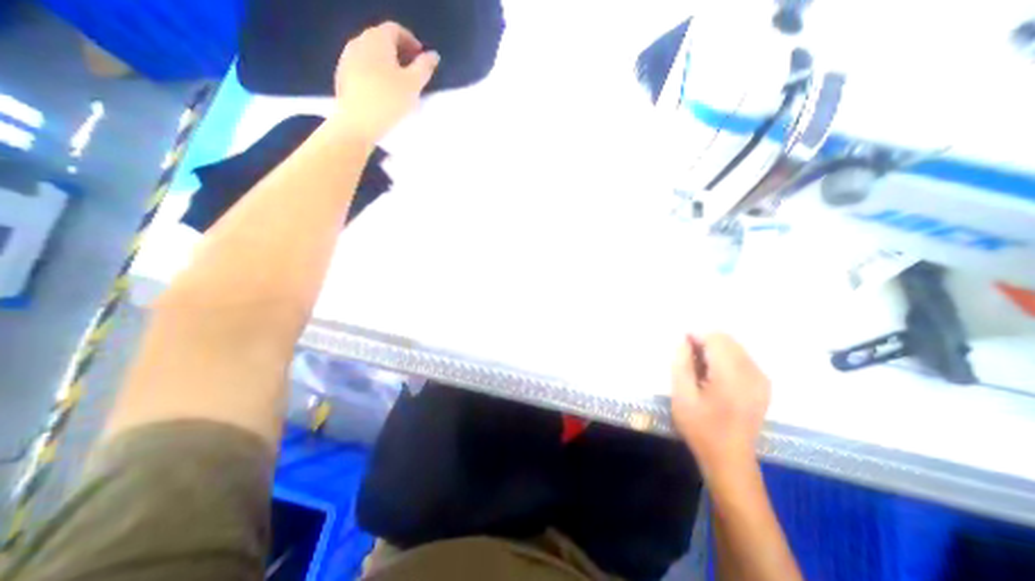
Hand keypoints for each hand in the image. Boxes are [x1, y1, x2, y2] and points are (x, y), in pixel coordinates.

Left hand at [335, 23, 438, 143]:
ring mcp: (347, 59)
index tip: (422, 59)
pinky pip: (362, 68)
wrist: (357, 123)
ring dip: (386, 64)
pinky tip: (382, 93)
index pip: (396, 30)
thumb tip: (433, 55)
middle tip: (413, 72)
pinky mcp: (342, 76)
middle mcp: (359, 42)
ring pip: (371, 55)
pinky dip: (375, 74)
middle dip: (399, 53)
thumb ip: (425, 67)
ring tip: (399, 84)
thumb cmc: (389, 101)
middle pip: (382, 40)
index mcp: (377, 39)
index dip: (411, 41)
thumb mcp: (413, 85)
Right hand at [672, 333, 765, 477]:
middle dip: (705, 343)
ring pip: (735, 347)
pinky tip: (715, 377)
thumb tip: (683, 341)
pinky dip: (726, 359)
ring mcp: (761, 379)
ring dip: (715, 351)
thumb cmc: (700, 428)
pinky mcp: (763, 386)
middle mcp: (752, 373)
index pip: (716, 339)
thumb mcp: (682, 396)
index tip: (682, 347)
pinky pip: (742, 359)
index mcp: (732, 376)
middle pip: (727, 340)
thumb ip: (681, 364)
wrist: (730, 458)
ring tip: (701, 370)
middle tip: (689, 360)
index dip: (696, 336)